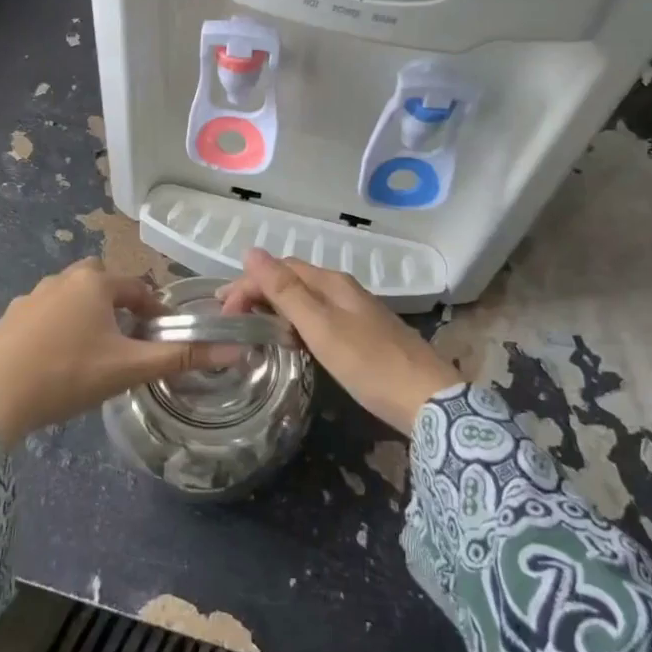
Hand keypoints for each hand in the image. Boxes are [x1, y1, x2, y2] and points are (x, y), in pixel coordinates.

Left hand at [0, 259, 221, 443]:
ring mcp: (29, 297)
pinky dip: (56, 330)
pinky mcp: (7, 319)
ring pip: (70, 299)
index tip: (161, 336)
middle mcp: (62, 279)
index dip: (154, 310)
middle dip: (117, 305)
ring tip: (91, 354)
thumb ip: (180, 357)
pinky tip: (53, 363)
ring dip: (86, 317)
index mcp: (94, 283)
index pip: (137, 287)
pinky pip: (43, 316)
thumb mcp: (128, 368)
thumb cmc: (66, 374)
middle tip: (125, 341)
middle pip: (101, 284)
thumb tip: (236, 351)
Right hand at [220, 249, 458, 434]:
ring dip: (276, 306)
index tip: (224, 311)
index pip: (280, 269)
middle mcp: (343, 289)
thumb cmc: (368, 363)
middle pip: (293, 279)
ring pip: (306, 298)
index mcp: (331, 283)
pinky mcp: (363, 333)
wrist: (428, 399)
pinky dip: (295, 322)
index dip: (248, 283)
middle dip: (259, 291)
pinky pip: (319, 316)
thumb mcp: (320, 327)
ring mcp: (356, 311)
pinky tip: (291, 341)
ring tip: (252, 328)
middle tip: (231, 318)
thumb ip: (285, 291)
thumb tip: (251, 251)